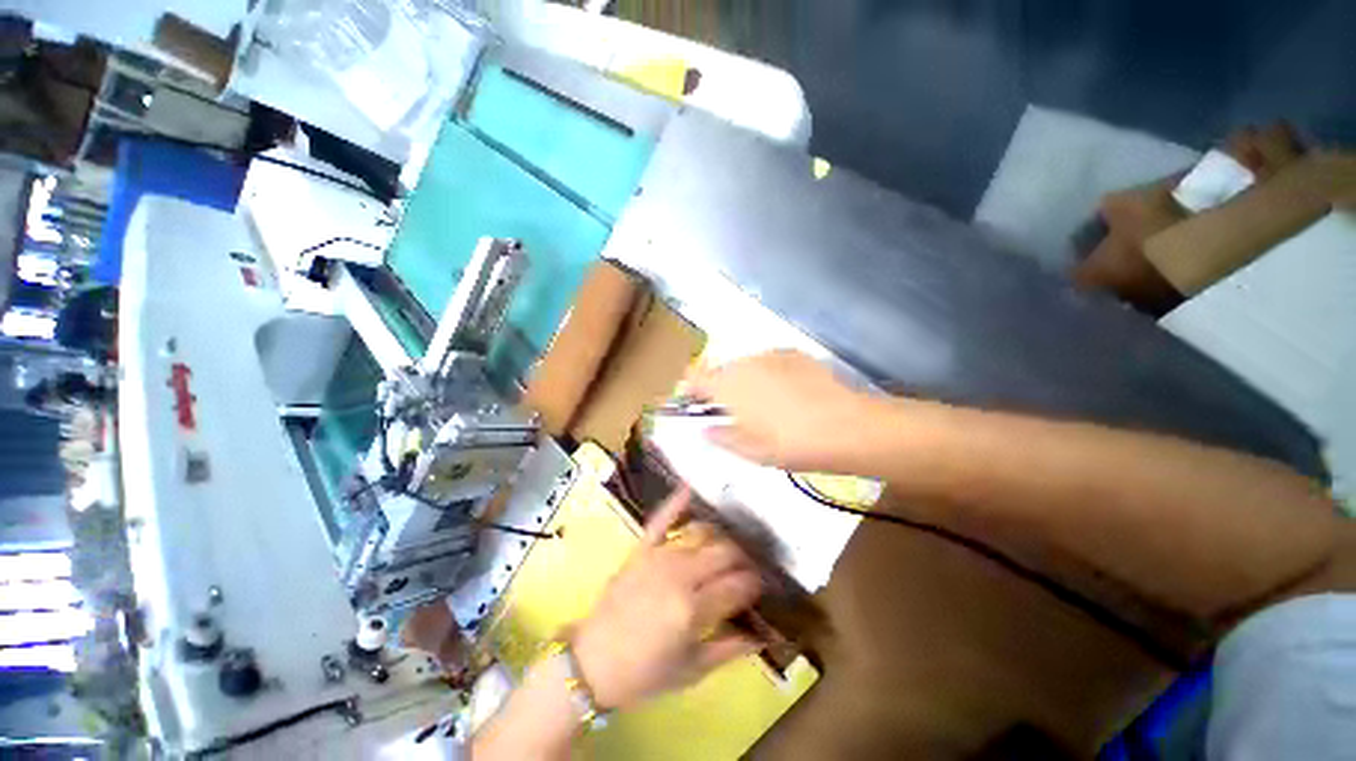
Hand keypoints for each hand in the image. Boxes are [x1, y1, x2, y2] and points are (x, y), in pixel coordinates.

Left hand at [570, 488, 763, 709]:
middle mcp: (679, 574)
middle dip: (743, 558)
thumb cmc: (644, 673)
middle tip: (747, 570)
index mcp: (693, 609)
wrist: (592, 662)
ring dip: (722, 538)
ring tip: (729, 547)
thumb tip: (762, 635)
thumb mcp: (691, 671)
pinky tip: (689, 488)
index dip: (754, 584)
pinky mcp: (642, 549)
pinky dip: (676, 502)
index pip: (738, 584)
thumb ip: (729, 650)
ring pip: (702, 533)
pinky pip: (661, 519)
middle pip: (725, 552)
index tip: (760, 587)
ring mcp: (659, 556)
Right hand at [688, 350, 873, 471]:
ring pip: (745, 366)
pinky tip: (788, 393)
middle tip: (734, 412)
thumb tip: (706, 430)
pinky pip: (769, 362)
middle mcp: (744, 363)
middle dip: (720, 388)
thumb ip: (721, 437)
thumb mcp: (750, 451)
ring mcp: (770, 355)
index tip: (696, 405)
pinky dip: (769, 374)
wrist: (846, 427)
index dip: (691, 390)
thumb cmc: (790, 444)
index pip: (694, 378)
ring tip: (765, 404)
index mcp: (727, 386)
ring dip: (745, 381)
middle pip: (720, 371)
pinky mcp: (794, 354)